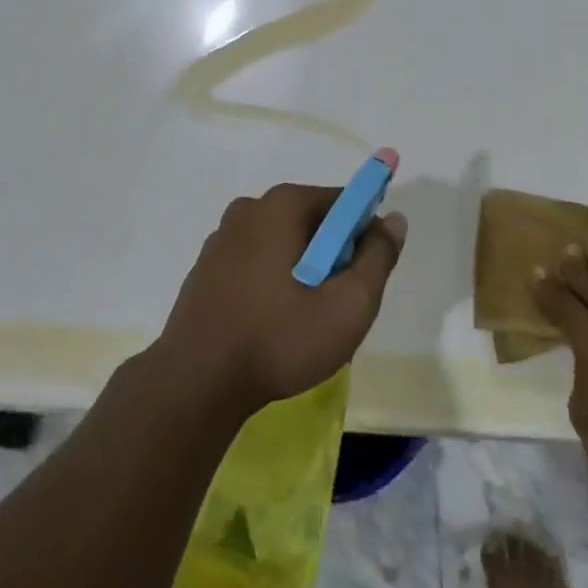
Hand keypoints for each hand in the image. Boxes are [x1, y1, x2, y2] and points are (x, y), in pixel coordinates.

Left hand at [158, 184, 406, 415]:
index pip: (342, 202)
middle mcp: (249, 208)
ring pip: (283, 244)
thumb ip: (378, 257)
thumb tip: (393, 220)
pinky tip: (270, 325)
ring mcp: (221, 238)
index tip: (363, 276)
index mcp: (282, 204)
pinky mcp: (205, 269)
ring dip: (301, 271)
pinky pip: (255, 263)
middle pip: (312, 222)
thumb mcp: (348, 305)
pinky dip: (271, 283)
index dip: (363, 235)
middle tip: (335, 305)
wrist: (194, 386)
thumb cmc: (279, 339)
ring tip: (302, 322)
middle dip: (332, 256)